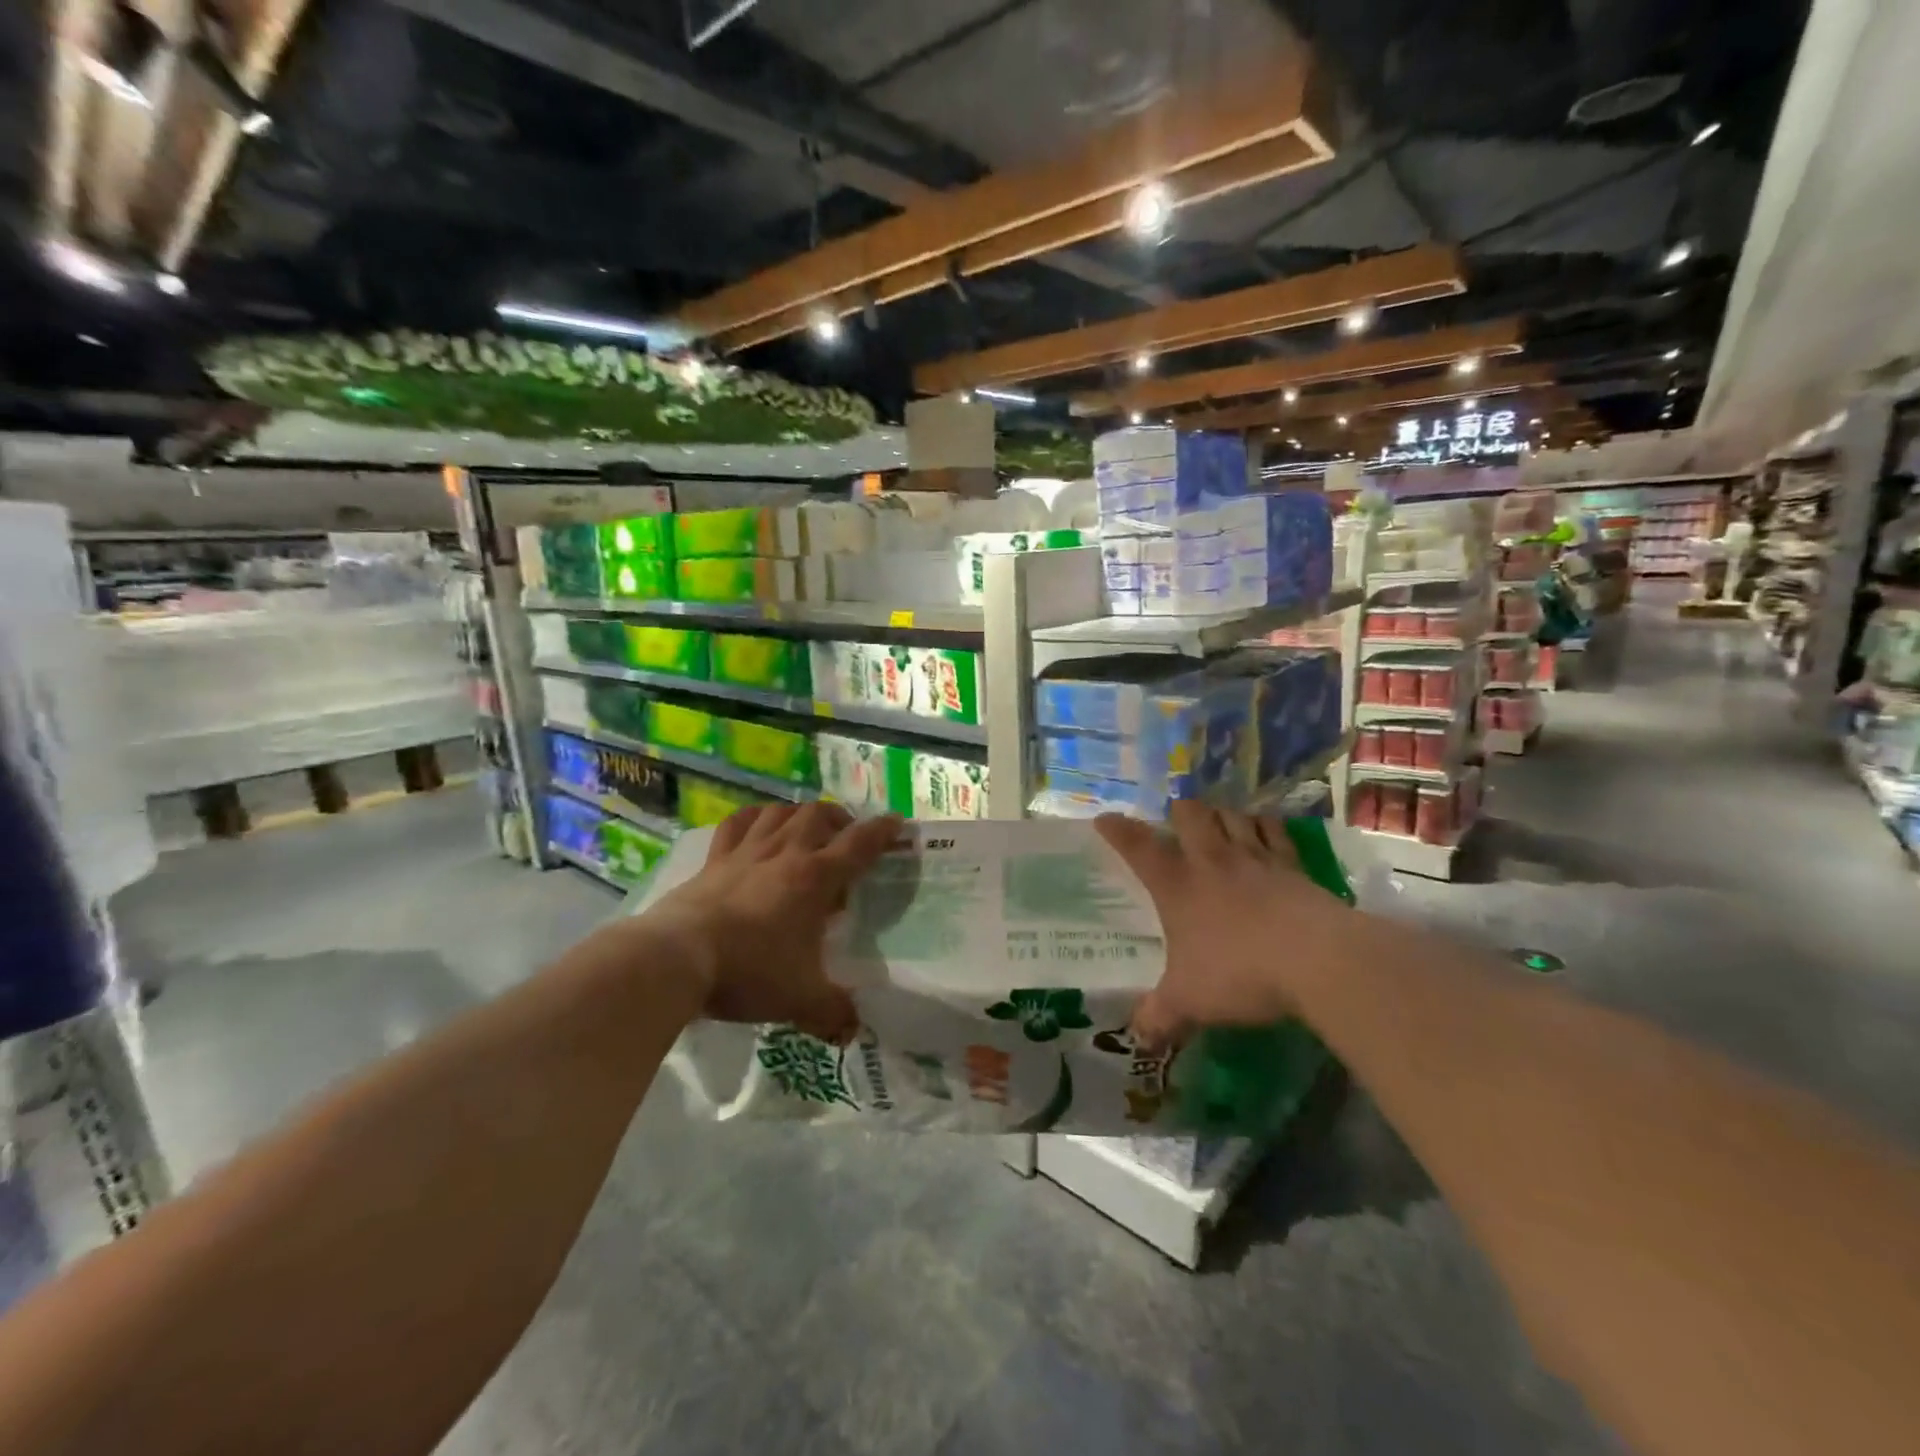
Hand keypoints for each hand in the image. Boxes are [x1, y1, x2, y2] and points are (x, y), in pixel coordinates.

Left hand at [645, 802, 900, 1042]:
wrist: (679, 958)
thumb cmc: (750, 971)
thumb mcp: (800, 999)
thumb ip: (833, 1013)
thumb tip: (854, 1031)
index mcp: (815, 878)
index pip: (859, 844)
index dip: (882, 831)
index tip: (897, 823)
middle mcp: (785, 854)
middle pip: (818, 815)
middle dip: (838, 819)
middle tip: (845, 835)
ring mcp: (745, 852)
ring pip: (779, 812)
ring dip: (798, 813)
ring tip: (805, 827)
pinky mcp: (713, 859)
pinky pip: (736, 824)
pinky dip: (752, 817)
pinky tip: (757, 824)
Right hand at [1096, 802, 1342, 1048]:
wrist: (1317, 960)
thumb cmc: (1239, 973)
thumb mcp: (1189, 1002)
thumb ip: (1160, 1016)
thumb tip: (1138, 1036)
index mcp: (1177, 885)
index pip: (1138, 847)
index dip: (1118, 830)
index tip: (1105, 819)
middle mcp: (1212, 861)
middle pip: (1190, 814)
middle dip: (1180, 811)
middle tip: (1177, 821)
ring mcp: (1257, 859)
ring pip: (1233, 815)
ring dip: (1222, 814)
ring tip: (1219, 821)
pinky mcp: (1294, 868)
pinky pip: (1276, 832)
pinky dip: (1265, 826)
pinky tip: (1265, 831)